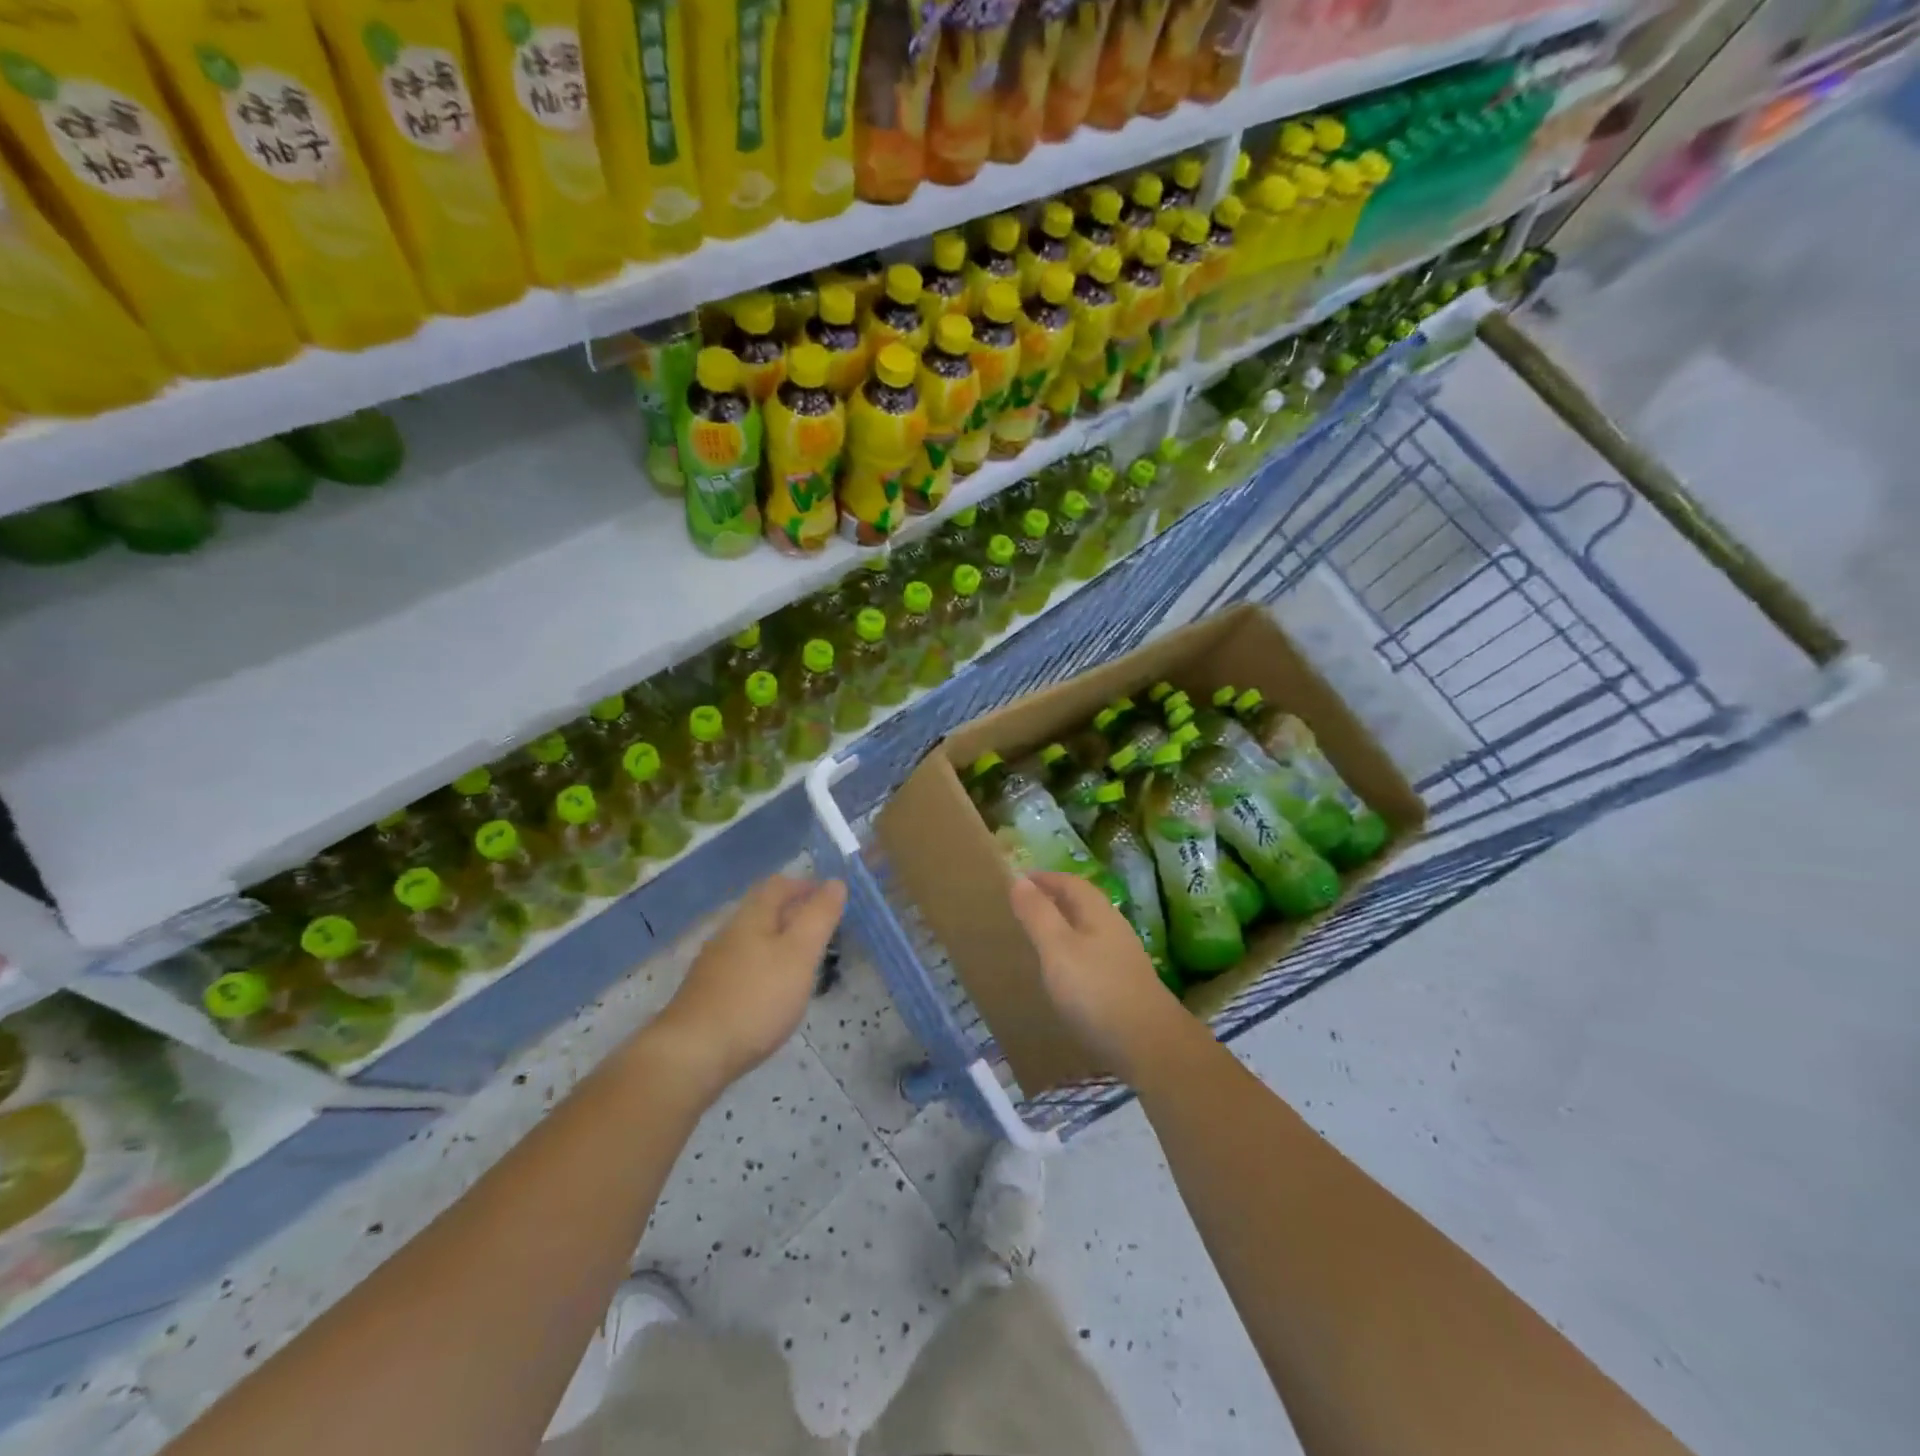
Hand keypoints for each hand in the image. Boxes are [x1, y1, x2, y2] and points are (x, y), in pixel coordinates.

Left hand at [647, 874, 846, 1097]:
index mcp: (751, 917)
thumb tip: (835, 882)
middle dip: (792, 913)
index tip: (830, 898)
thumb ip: (819, 917)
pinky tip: (772, 993)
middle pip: (762, 911)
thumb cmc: (755, 998)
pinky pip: (742, 967)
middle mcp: (728, 933)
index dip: (805, 885)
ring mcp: (714, 965)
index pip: (778, 885)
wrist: (692, 1054)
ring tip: (803, 962)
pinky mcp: (707, 994)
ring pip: (752, 940)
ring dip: (778, 942)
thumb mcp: (799, 954)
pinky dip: (763, 968)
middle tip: (822, 930)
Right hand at [1009, 872, 1187, 1081]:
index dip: (1045, 878)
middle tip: (1025, 906)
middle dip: (1055, 900)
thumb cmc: (1097, 991)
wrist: (1150, 1046)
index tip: (1020, 880)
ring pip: (1089, 930)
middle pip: (1083, 904)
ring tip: (1039, 938)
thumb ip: (1038, 915)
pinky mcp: (1125, 986)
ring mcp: (1123, 959)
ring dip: (1064, 927)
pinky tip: (1064, 974)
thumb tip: (1020, 880)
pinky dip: (1073, 953)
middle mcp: (1114, 929)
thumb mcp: (1058, 949)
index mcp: (1099, 913)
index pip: (1071, 883)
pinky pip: (1093, 956)